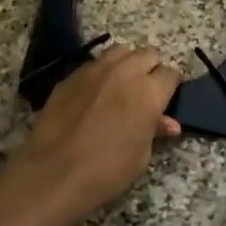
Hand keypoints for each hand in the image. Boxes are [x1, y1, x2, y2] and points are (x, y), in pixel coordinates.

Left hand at [15, 43, 182, 221]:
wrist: (54, 173)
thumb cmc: (107, 170)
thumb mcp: (141, 155)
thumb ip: (155, 130)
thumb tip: (168, 123)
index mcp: (149, 91)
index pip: (171, 74)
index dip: (171, 87)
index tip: (166, 100)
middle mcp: (125, 71)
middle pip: (147, 54)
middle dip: (151, 69)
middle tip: (146, 92)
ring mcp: (95, 69)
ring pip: (120, 51)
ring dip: (126, 64)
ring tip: (121, 86)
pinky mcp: (70, 76)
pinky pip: (94, 64)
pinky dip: (101, 73)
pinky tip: (94, 95)